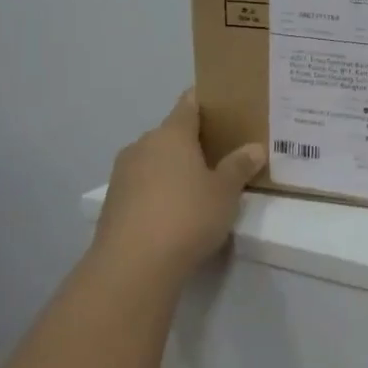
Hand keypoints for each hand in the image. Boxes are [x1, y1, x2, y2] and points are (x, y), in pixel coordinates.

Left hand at [90, 90, 264, 290]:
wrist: (132, 266)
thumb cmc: (187, 216)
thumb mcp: (225, 192)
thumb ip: (239, 166)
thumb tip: (254, 148)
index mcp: (171, 134)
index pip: (189, 103)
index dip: (206, 101)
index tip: (224, 106)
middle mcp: (143, 145)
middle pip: (171, 133)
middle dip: (193, 141)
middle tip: (222, 152)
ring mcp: (123, 174)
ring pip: (155, 160)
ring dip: (174, 168)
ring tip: (200, 185)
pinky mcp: (113, 203)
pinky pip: (143, 185)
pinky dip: (159, 191)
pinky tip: (176, 211)